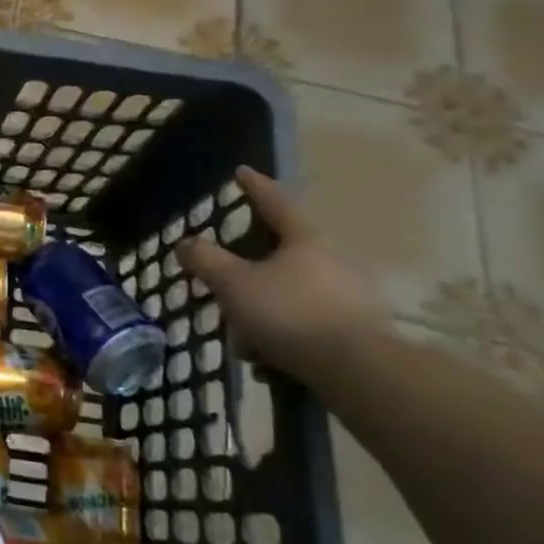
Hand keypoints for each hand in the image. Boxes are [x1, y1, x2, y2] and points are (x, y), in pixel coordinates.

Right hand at [176, 167, 381, 378]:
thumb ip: (206, 260)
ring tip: (241, 339)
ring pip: (287, 292)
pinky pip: (302, 323)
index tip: (241, 172)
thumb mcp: (235, 284)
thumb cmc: (290, 313)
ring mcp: (345, 295)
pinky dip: (279, 335)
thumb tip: (186, 243)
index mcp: (304, 239)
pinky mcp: (351, 330)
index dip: (254, 186)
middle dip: (247, 269)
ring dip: (260, 310)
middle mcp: (330, 260)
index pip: (274, 201)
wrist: (357, 371)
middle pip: (280, 252)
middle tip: (224, 279)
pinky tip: (265, 360)